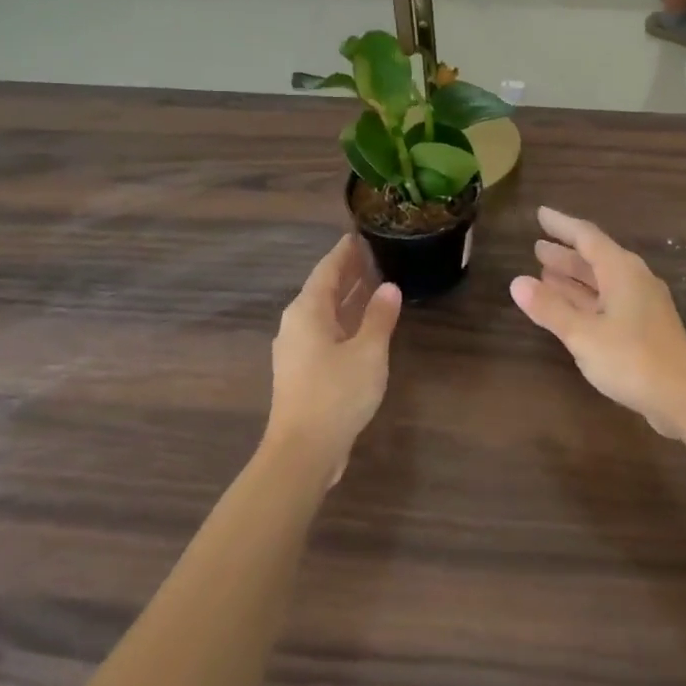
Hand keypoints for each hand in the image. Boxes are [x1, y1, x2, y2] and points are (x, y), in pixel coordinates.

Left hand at [268, 236, 401, 483]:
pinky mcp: (303, 371)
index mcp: (308, 311)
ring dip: (348, 298)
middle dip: (347, 273)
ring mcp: (296, 350)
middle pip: (323, 289)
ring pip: (325, 313)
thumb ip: (380, 317)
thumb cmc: (337, 393)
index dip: (344, 253)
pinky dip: (345, 321)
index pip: (327, 270)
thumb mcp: (368, 352)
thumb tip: (389, 288)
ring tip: (374, 283)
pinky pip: (325, 332)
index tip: (359, 235)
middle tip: (374, 255)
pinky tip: (364, 326)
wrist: (304, 450)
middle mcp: (296, 324)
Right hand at [509, 207, 685, 438]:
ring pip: (601, 282)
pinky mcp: (643, 328)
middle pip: (595, 258)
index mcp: (621, 271)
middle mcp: (633, 280)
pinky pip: (607, 301)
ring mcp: (641, 305)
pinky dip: (585, 299)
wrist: (685, 397)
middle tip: (536, 247)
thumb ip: (550, 308)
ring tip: (545, 273)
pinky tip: (570, 308)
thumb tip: (517, 282)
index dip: (561, 225)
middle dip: (565, 253)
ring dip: (574, 277)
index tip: (540, 214)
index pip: (587, 236)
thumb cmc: (632, 359)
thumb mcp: (583, 334)